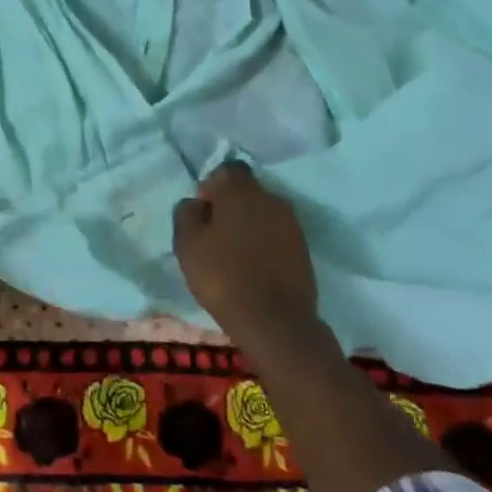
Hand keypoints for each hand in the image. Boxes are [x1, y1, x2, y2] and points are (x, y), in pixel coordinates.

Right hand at [173, 161, 317, 342]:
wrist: (275, 321)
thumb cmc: (223, 276)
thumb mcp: (187, 244)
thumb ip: (187, 213)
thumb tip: (197, 203)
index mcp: (240, 190)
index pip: (227, 169)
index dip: (213, 186)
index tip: (203, 211)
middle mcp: (270, 198)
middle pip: (247, 191)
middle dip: (231, 206)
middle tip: (216, 234)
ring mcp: (292, 223)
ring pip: (264, 213)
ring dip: (250, 225)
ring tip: (236, 253)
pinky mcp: (304, 249)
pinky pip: (278, 235)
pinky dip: (266, 244)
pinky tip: (255, 266)